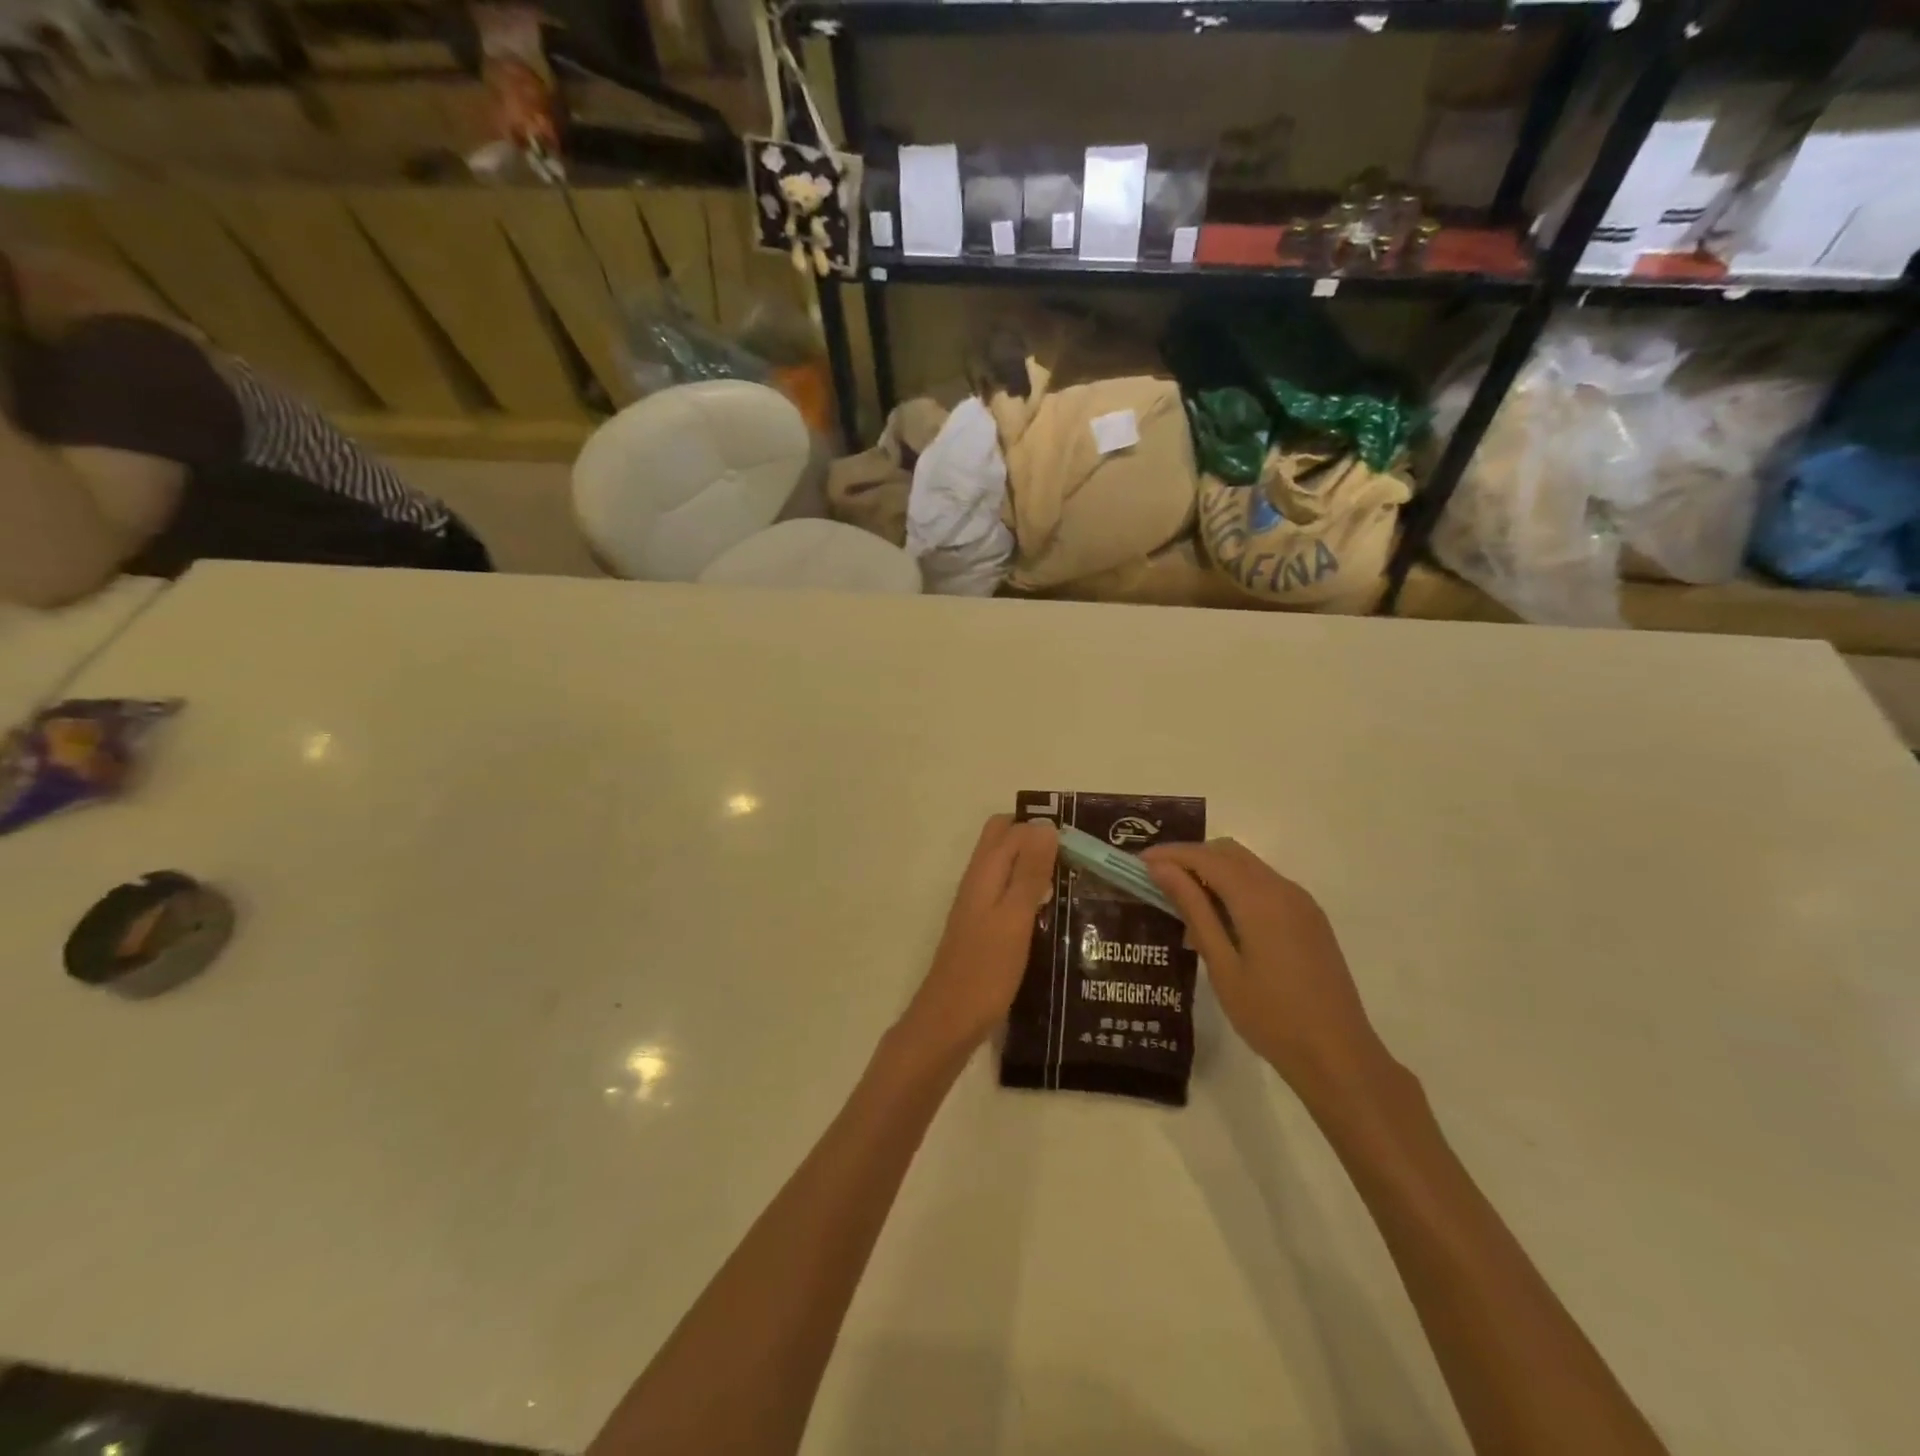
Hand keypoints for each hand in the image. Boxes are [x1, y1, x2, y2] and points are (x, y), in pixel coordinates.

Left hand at [898, 814, 1056, 1060]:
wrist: (950, 1020)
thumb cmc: (986, 970)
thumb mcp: (1014, 918)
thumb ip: (1029, 872)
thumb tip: (1045, 826)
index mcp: (984, 872)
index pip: (1013, 828)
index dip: (1044, 827)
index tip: (1082, 840)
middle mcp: (977, 880)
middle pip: (1004, 842)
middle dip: (1037, 840)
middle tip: (1076, 857)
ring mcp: (977, 904)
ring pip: (1007, 867)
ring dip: (1035, 866)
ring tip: (1075, 880)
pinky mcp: (983, 927)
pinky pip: (1007, 893)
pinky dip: (1028, 891)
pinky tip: (1054, 911)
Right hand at [1143, 839, 1390, 1099]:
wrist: (1338, 1056)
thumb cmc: (1270, 1016)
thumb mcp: (1222, 964)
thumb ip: (1193, 910)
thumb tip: (1162, 869)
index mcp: (1260, 899)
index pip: (1206, 857)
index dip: (1170, 855)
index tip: (1138, 863)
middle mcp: (1283, 889)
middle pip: (1229, 852)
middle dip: (1190, 858)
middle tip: (1157, 880)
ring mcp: (1301, 903)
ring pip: (1248, 867)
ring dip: (1213, 871)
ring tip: (1182, 902)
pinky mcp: (1309, 919)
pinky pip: (1265, 886)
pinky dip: (1236, 888)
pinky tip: (1219, 921)